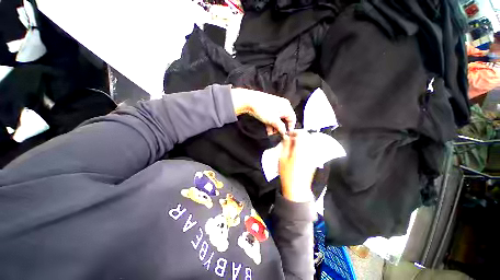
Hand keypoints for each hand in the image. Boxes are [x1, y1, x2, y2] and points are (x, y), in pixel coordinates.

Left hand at [231, 88, 295, 135]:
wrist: (250, 101)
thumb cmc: (263, 109)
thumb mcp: (274, 120)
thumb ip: (281, 127)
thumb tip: (284, 132)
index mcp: (286, 107)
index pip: (292, 118)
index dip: (290, 127)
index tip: (286, 134)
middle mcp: (282, 106)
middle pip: (284, 120)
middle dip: (280, 128)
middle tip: (277, 134)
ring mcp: (274, 107)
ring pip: (277, 120)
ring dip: (274, 127)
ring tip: (270, 133)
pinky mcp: (268, 109)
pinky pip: (272, 118)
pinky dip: (270, 124)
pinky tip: (268, 131)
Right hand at [278, 131, 315, 202]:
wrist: (297, 188)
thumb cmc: (287, 173)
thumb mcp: (282, 158)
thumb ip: (285, 145)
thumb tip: (287, 137)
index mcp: (301, 149)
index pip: (302, 134)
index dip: (295, 132)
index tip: (288, 134)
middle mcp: (310, 150)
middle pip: (308, 136)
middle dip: (299, 135)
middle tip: (290, 139)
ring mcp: (313, 155)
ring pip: (310, 141)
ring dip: (302, 140)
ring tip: (293, 144)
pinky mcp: (314, 159)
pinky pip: (311, 147)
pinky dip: (305, 145)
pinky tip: (298, 150)